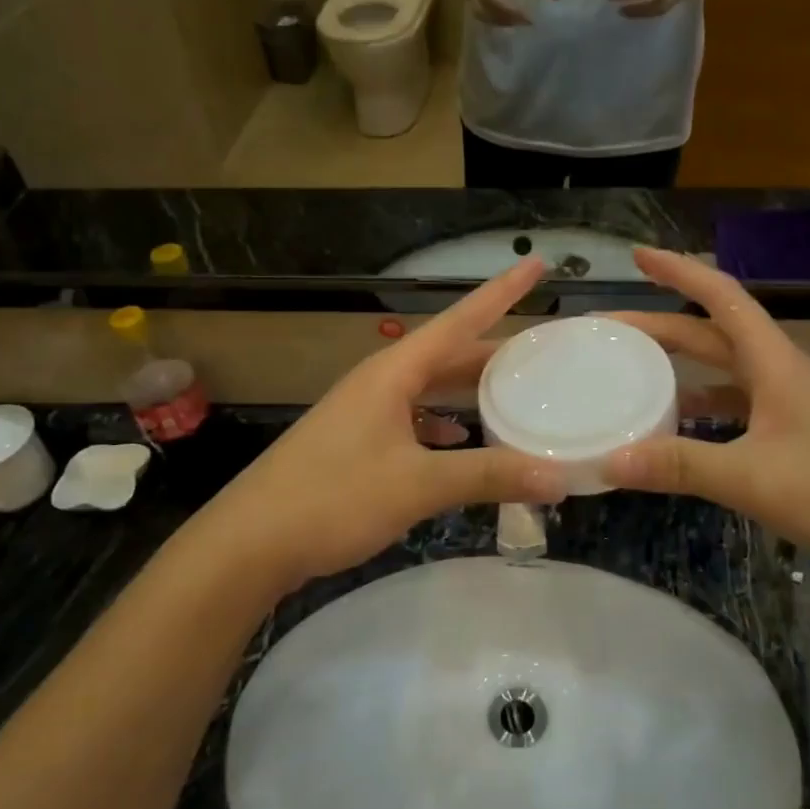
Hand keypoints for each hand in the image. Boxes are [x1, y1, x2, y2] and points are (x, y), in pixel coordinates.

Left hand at [193, 259, 565, 595]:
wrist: (249, 544)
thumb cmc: (333, 498)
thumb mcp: (418, 485)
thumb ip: (489, 476)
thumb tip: (560, 477)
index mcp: (394, 372)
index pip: (461, 320)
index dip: (502, 291)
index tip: (537, 264)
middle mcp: (381, 382)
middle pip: (449, 354)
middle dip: (495, 350)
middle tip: (544, 350)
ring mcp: (365, 413)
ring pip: (431, 388)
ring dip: (471, 390)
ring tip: (515, 394)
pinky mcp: (357, 444)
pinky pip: (414, 419)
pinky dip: (445, 425)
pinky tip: (462, 442)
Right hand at [603, 250, 809, 572]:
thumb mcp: (752, 479)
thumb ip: (680, 466)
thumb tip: (607, 460)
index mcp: (773, 362)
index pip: (720, 297)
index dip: (679, 271)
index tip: (638, 256)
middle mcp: (779, 372)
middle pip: (711, 333)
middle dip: (658, 325)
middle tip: (607, 329)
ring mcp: (788, 404)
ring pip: (722, 370)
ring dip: (679, 365)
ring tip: (631, 372)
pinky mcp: (793, 434)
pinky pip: (734, 406)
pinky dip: (700, 407)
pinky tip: (677, 427)